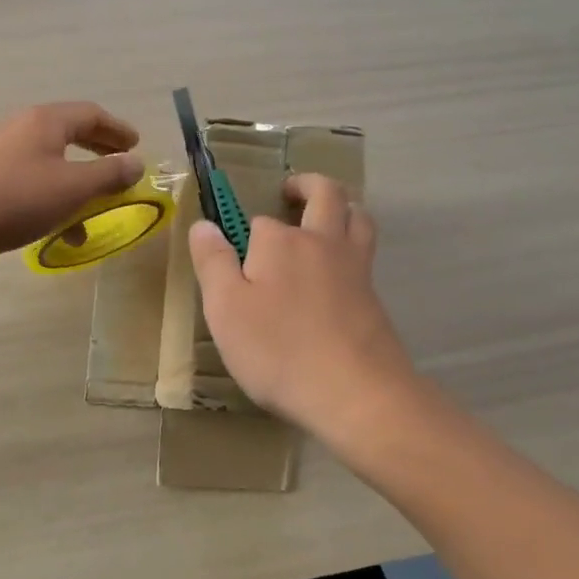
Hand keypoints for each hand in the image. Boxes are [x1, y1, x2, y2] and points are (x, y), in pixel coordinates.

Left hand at [0, 102, 142, 268]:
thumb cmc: (16, 199)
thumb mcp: (72, 188)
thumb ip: (109, 175)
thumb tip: (136, 163)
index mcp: (46, 121)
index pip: (92, 114)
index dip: (118, 130)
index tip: (137, 146)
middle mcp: (23, 127)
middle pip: (70, 132)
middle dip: (99, 150)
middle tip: (120, 164)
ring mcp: (1, 150)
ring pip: (51, 160)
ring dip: (78, 181)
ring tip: (95, 209)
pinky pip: (32, 179)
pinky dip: (53, 196)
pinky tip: (60, 230)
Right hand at [189, 173, 418, 442]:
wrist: (355, 392)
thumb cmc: (279, 350)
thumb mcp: (226, 309)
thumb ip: (213, 262)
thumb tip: (203, 224)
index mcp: (280, 241)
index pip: (259, 221)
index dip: (245, 234)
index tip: (230, 254)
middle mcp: (322, 242)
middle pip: (325, 194)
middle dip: (306, 186)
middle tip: (290, 191)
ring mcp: (355, 267)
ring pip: (357, 217)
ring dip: (341, 207)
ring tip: (324, 216)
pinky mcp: (375, 296)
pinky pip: (365, 253)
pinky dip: (352, 245)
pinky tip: (338, 271)